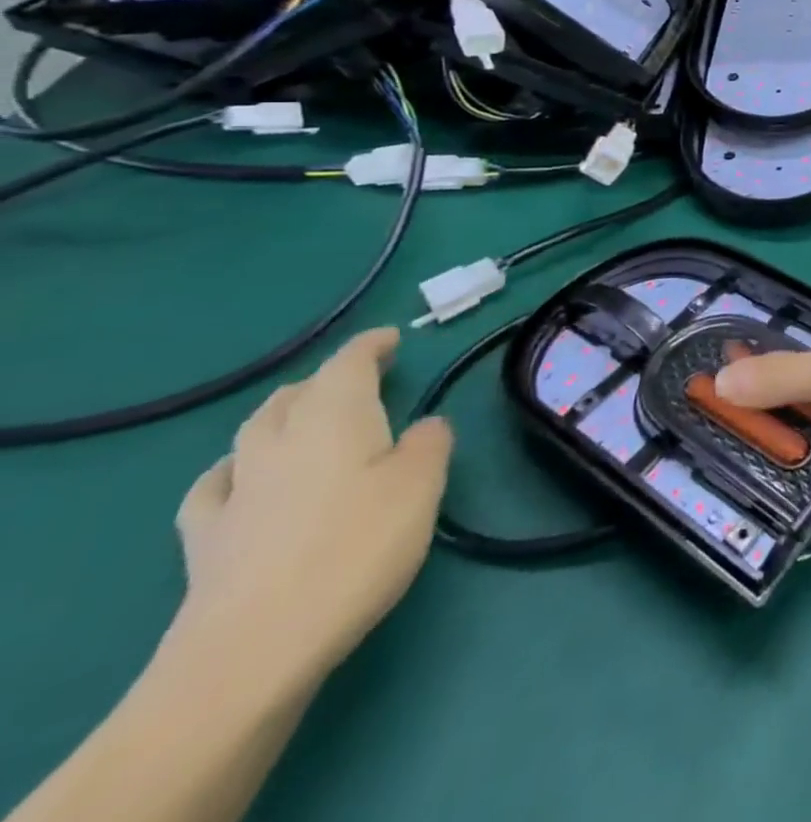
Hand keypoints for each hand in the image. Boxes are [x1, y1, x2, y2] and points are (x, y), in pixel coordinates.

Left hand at [173, 328, 452, 683]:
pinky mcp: (204, 541)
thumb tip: (423, 427)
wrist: (253, 650)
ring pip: (254, 432)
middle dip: (326, 380)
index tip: (391, 338)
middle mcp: (279, 441)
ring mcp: (235, 491)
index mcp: (335, 417)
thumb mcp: (421, 486)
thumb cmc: (356, 548)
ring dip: (281, 415)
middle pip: (296, 394)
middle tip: (358, 381)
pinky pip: (215, 486)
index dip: (370, 346)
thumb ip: (429, 444)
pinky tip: (239, 481)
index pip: (348, 363)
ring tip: (302, 419)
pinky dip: (233, 470)